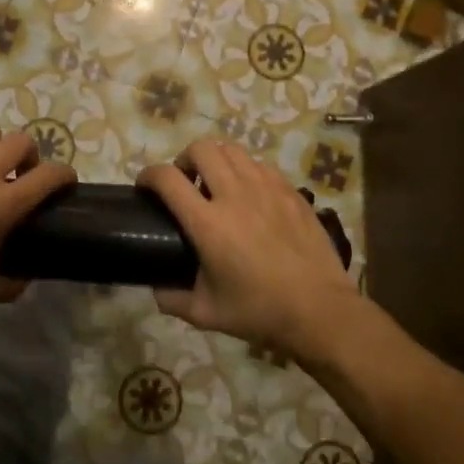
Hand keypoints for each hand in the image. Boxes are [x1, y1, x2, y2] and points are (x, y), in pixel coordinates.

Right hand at [138, 140, 358, 361]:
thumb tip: (157, 289)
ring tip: (216, 183)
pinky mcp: (291, 191)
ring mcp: (267, 189)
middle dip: (184, 159)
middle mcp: (235, 195)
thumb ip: (172, 299)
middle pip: (201, 149)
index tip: (145, 185)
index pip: (168, 179)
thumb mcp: (206, 313)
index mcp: (208, 223)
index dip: (149, 175)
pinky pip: (261, 166)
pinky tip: (249, 195)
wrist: (319, 310)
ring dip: (216, 160)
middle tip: (185, 181)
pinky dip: (246, 171)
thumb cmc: (259, 311)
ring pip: (233, 150)